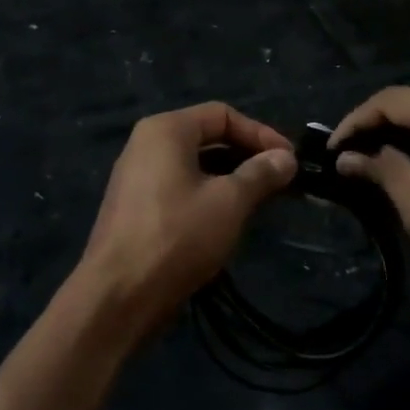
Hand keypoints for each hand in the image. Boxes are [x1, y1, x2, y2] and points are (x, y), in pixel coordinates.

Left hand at [70, 104, 295, 344]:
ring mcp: (137, 178)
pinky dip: (209, 196)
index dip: (260, 133)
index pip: (222, 115)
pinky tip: (230, 219)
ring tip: (263, 201)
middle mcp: (146, 145)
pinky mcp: (136, 209)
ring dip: (231, 179)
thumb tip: (286, 158)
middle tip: (282, 181)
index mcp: (165, 130)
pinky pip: (180, 189)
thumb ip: (260, 174)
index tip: (290, 160)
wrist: (118, 295)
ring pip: (195, 166)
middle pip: (207, 137)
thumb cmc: (177, 235)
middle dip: (247, 156)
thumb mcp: (229, 202)